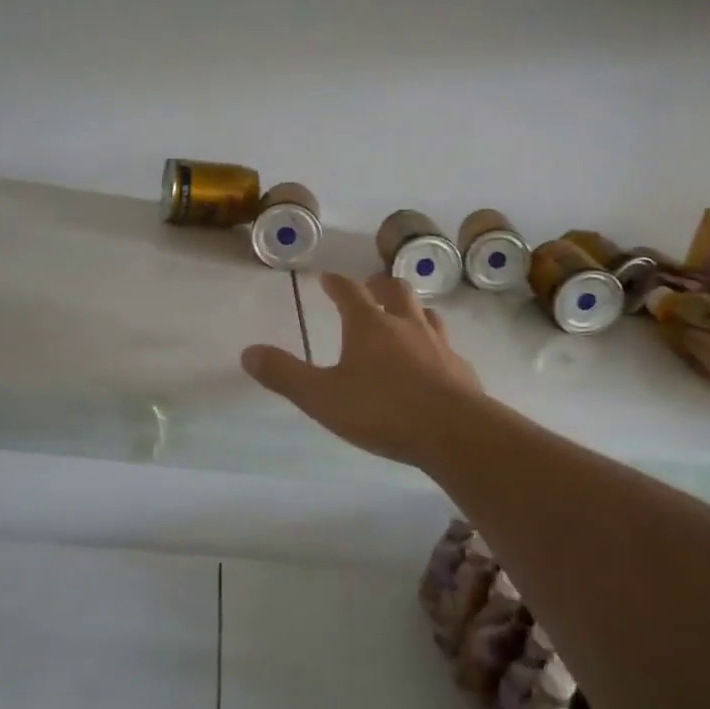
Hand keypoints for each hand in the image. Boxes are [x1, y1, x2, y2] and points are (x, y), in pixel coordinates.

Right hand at [241, 272, 484, 468]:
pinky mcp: (460, 369)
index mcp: (369, 326)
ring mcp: (438, 345)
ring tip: (406, 313)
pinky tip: (435, 360)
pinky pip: (447, 347)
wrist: (452, 431)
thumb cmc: (381, 410)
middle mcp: (406, 325)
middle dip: (381, 285)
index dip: (336, 283)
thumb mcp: (321, 396)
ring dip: (413, 309)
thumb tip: (249, 352)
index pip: (349, 292)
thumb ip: (285, 374)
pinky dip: (436, 345)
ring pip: (427, 314)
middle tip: (373, 285)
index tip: (328, 277)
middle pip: (395, 291)